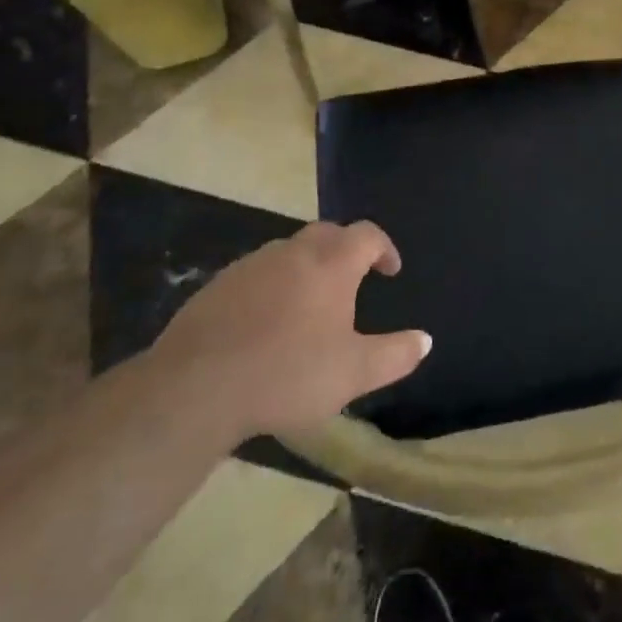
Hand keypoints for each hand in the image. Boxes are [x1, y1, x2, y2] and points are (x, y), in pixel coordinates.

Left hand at [150, 221, 431, 439]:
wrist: (196, 387)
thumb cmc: (288, 374)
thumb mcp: (354, 373)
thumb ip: (395, 355)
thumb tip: (425, 340)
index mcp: (331, 264)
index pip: (367, 234)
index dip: (384, 248)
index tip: (390, 271)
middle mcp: (293, 252)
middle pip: (327, 234)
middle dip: (346, 250)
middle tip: (353, 280)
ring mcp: (251, 265)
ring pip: (289, 252)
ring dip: (307, 267)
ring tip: (311, 303)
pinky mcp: (217, 285)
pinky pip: (257, 273)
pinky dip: (273, 286)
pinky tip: (266, 322)